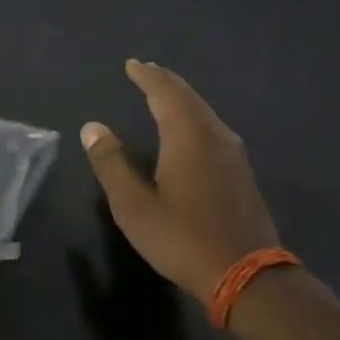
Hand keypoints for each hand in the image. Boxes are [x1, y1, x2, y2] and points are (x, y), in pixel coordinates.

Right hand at [81, 60, 279, 302]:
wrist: (247, 275)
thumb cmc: (183, 238)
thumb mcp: (134, 206)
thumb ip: (111, 163)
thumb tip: (92, 127)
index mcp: (187, 136)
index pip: (165, 92)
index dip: (146, 76)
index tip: (132, 64)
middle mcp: (214, 135)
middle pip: (188, 96)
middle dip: (165, 81)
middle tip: (146, 71)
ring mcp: (233, 153)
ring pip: (204, 111)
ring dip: (181, 97)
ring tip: (163, 94)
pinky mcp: (241, 172)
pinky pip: (212, 127)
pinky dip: (193, 116)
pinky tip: (188, 129)